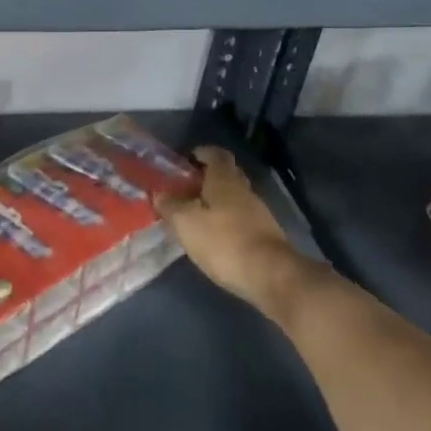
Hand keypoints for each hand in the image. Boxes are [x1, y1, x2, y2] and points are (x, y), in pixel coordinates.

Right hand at [160, 146, 306, 305]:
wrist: (272, 276)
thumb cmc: (223, 241)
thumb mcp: (186, 223)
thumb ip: (170, 206)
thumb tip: (159, 194)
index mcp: (225, 180)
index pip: (217, 154)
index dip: (203, 153)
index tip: (187, 160)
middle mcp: (244, 191)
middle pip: (227, 175)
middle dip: (208, 179)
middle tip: (187, 189)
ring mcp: (259, 214)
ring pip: (235, 199)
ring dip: (218, 203)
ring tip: (197, 216)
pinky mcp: (266, 237)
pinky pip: (242, 220)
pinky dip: (228, 223)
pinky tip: (215, 238)